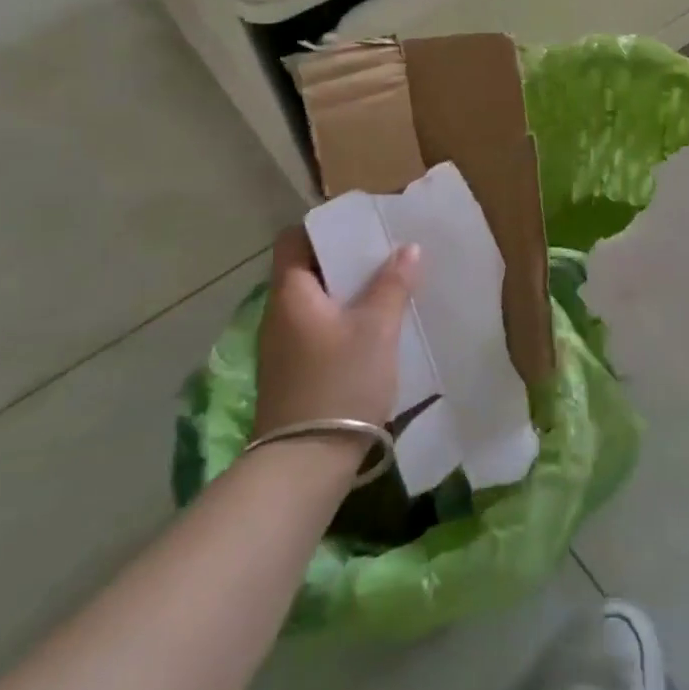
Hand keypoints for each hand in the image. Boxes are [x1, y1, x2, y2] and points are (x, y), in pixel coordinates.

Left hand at [254, 227, 420, 438]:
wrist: (304, 464)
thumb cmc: (339, 383)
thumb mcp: (376, 329)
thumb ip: (392, 284)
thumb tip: (409, 248)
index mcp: (291, 293)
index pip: (294, 239)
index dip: (324, 227)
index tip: (360, 225)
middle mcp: (279, 313)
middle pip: (308, 269)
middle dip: (346, 259)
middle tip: (386, 252)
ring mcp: (283, 346)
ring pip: (316, 301)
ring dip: (348, 291)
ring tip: (388, 285)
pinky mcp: (293, 372)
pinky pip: (318, 327)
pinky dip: (343, 319)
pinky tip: (374, 328)